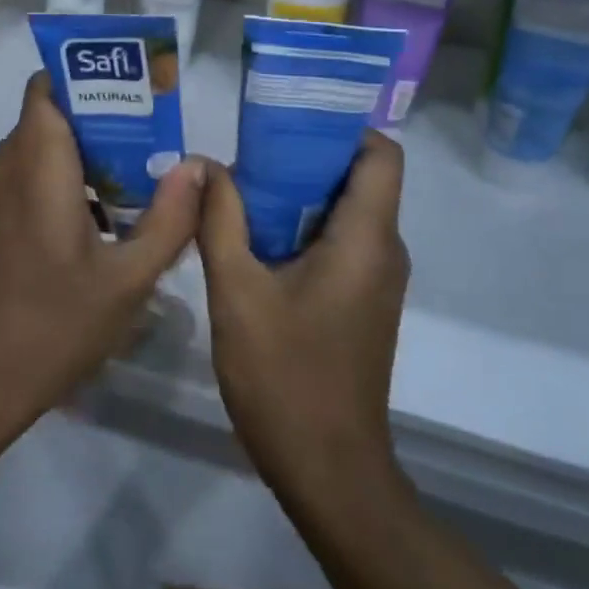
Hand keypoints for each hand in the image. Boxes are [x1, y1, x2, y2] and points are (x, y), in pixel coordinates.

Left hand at [0, 71, 204, 448]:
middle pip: (47, 118)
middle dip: (95, 125)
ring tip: (126, 190)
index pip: (47, 86)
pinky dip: (50, 185)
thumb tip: (198, 166)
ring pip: (31, 152)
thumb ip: (169, 217)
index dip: (86, 81)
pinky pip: (16, 182)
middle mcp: (1, 166)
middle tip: (146, 149)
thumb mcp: (128, 279)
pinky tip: (85, 229)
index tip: (131, 97)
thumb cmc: (53, 325)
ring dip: (74, 160)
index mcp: (35, 164)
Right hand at [196, 131, 409, 503]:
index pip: (381, 154)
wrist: (328, 473)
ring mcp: (375, 281)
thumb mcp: (238, 291)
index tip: (288, 116)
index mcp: (367, 239)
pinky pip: (339, 242)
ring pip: (345, 211)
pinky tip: (253, 235)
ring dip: (298, 192)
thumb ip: (220, 220)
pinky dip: (302, 226)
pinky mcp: (360, 303)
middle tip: (246, 146)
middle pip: (358, 177)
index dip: (342, 126)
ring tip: (241, 184)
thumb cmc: (286, 378)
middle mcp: (384, 252)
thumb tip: (204, 162)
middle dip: (304, 154)